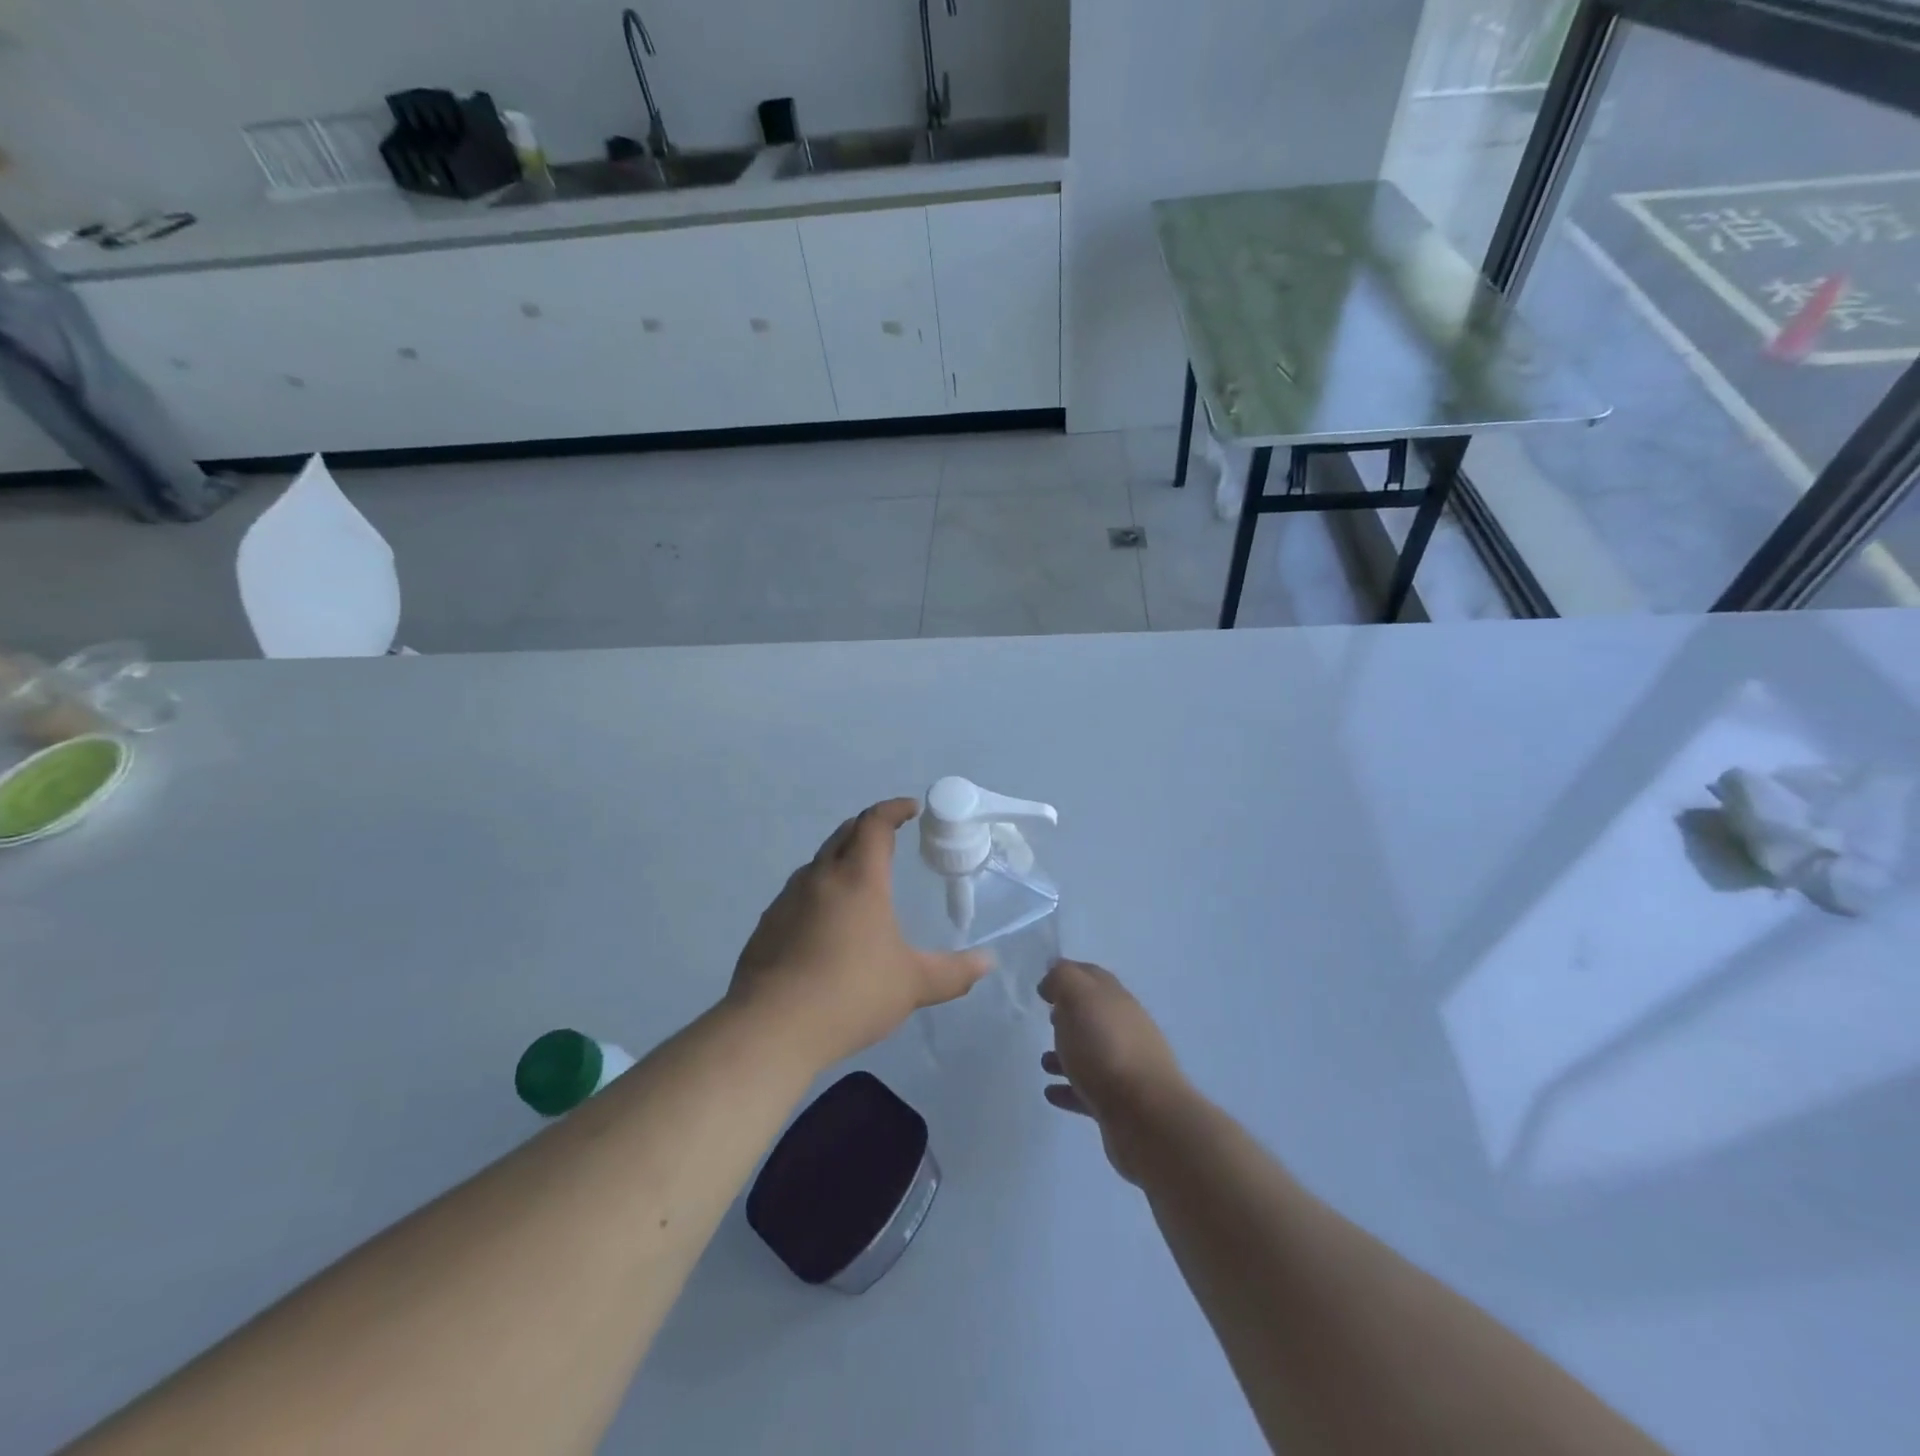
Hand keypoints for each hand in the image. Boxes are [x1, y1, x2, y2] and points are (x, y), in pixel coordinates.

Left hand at [728, 798, 990, 1067]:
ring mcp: (787, 900)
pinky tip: (825, 924)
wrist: (771, 1027)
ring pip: (818, 864)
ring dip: (840, 859)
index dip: (894, 809)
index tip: (911, 808)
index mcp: (859, 879)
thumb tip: (987, 962)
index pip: (875, 824)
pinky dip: (818, 892)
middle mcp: (820, 878)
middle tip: (888, 836)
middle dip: (867, 827)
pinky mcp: (767, 925)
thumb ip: (954, 972)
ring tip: (859, 881)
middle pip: (843, 834)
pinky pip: (797, 894)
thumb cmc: (851, 994)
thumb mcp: (913, 985)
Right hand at [1039, 959, 1187, 1182]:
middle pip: (1095, 1015)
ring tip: (1043, 1062)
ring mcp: (1125, 1068)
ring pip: (1091, 1053)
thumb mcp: (1079, 998)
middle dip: (1071, 1014)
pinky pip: (1088, 1091)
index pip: (1092, 976)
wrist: (1145, 1115)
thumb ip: (1063, 979)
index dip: (1069, 975)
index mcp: (1116, 1000)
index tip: (1044, 986)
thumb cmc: (1106, 1049)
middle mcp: (1125, 1029)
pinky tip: (1051, 1093)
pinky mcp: (1120, 1104)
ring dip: (1067, 1054)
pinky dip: (1069, 1088)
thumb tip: (1053, 978)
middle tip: (1047, 1018)